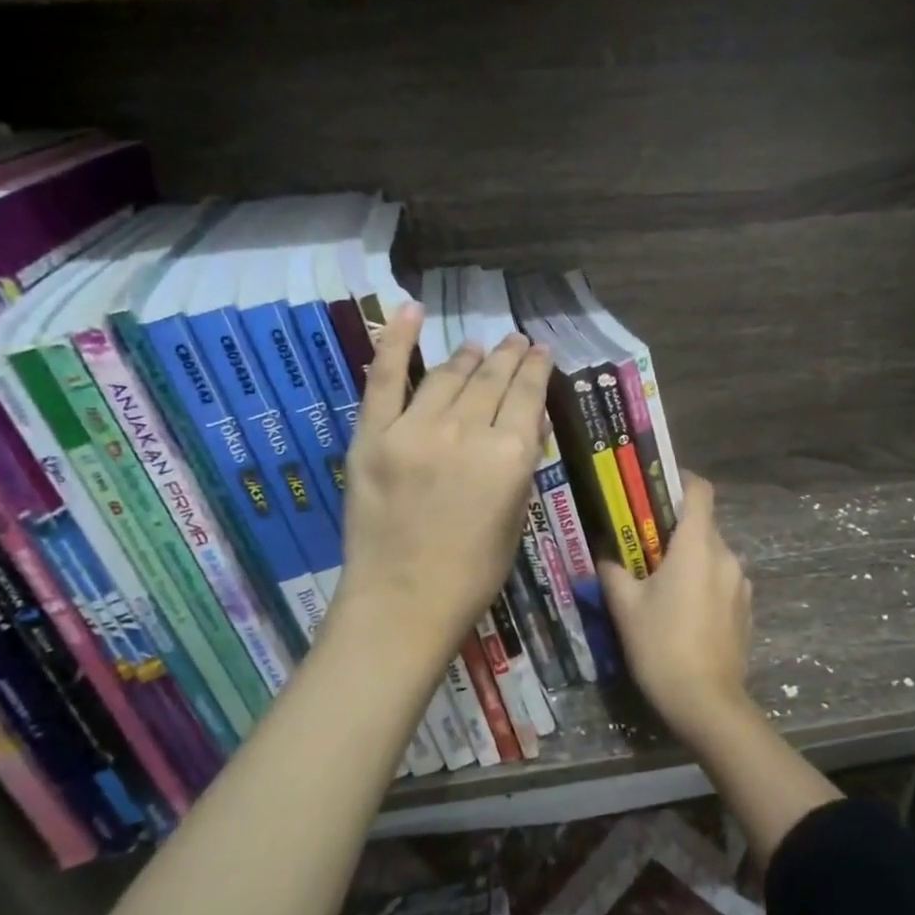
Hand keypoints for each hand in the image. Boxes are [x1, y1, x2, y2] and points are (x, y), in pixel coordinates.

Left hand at [332, 303, 551, 671]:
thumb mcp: (516, 517)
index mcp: (510, 455)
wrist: (402, 603)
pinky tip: (410, 311)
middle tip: (515, 341)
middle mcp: (468, 431)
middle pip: (492, 379)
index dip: (536, 368)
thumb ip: (519, 464)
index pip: (528, 395)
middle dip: (508, 356)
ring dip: (468, 356)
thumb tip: (522, 423)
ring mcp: (416, 429)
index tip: (540, 350)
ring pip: (448, 375)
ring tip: (479, 345)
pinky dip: (396, 340)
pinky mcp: (374, 435)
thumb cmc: (472, 573)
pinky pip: (385, 377)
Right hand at [598, 472, 753, 743]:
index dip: (680, 481)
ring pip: (712, 554)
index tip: (655, 488)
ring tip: (659, 581)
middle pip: (703, 524)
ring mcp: (740, 584)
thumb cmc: (661, 646)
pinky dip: (702, 582)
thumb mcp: (625, 607)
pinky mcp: (745, 609)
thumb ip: (612, 570)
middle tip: (642, 543)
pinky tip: (682, 610)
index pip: (700, 491)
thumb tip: (604, 552)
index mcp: (698, 546)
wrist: (707, 703)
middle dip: (674, 528)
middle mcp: (726, 556)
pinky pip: (721, 580)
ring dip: (689, 558)